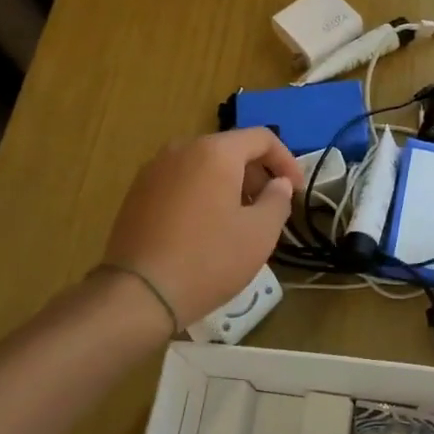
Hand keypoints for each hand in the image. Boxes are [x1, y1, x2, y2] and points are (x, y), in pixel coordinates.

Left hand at [102, 129, 304, 326]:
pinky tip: (206, 228)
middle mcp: (182, 149)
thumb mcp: (260, 233)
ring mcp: (154, 169)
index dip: (286, 160)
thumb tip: (278, 184)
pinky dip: (202, 193)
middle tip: (270, 207)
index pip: (261, 138)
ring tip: (240, 220)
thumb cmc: (208, 260)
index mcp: (215, 151)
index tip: (296, 190)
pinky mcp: (137, 192)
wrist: (138, 294)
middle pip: (230, 149)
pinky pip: (181, 181)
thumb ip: (278, 200)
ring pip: (204, 165)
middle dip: (256, 173)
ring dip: (229, 184)